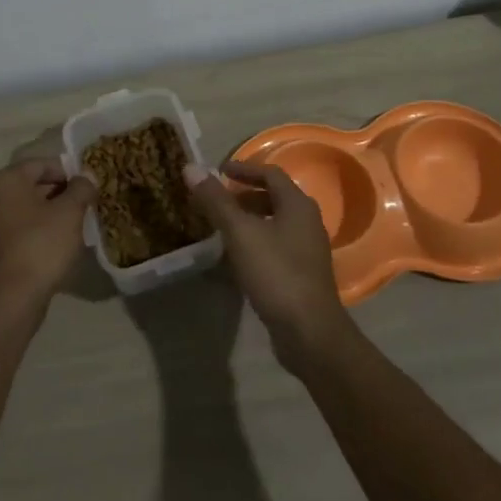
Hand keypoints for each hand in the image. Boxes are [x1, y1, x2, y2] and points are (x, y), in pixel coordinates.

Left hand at [0, 158, 97, 313]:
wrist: (11, 298)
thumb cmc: (41, 245)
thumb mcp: (70, 212)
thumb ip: (81, 188)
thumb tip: (87, 176)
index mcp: (7, 179)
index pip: (44, 164)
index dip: (71, 173)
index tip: (90, 188)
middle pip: (35, 184)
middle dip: (62, 193)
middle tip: (87, 205)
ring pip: (30, 208)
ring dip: (54, 213)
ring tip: (78, 225)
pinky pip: (23, 228)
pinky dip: (41, 230)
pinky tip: (61, 243)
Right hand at [183, 160, 354, 372]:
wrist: (309, 332)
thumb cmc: (276, 274)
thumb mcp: (240, 233)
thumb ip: (216, 201)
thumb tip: (191, 167)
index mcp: (298, 205)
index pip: (270, 173)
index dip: (243, 169)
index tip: (218, 171)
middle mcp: (307, 221)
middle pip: (274, 197)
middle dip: (244, 196)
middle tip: (216, 200)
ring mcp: (307, 249)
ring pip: (274, 223)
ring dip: (248, 220)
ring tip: (221, 227)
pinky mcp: (303, 274)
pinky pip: (276, 245)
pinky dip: (255, 242)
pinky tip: (236, 257)